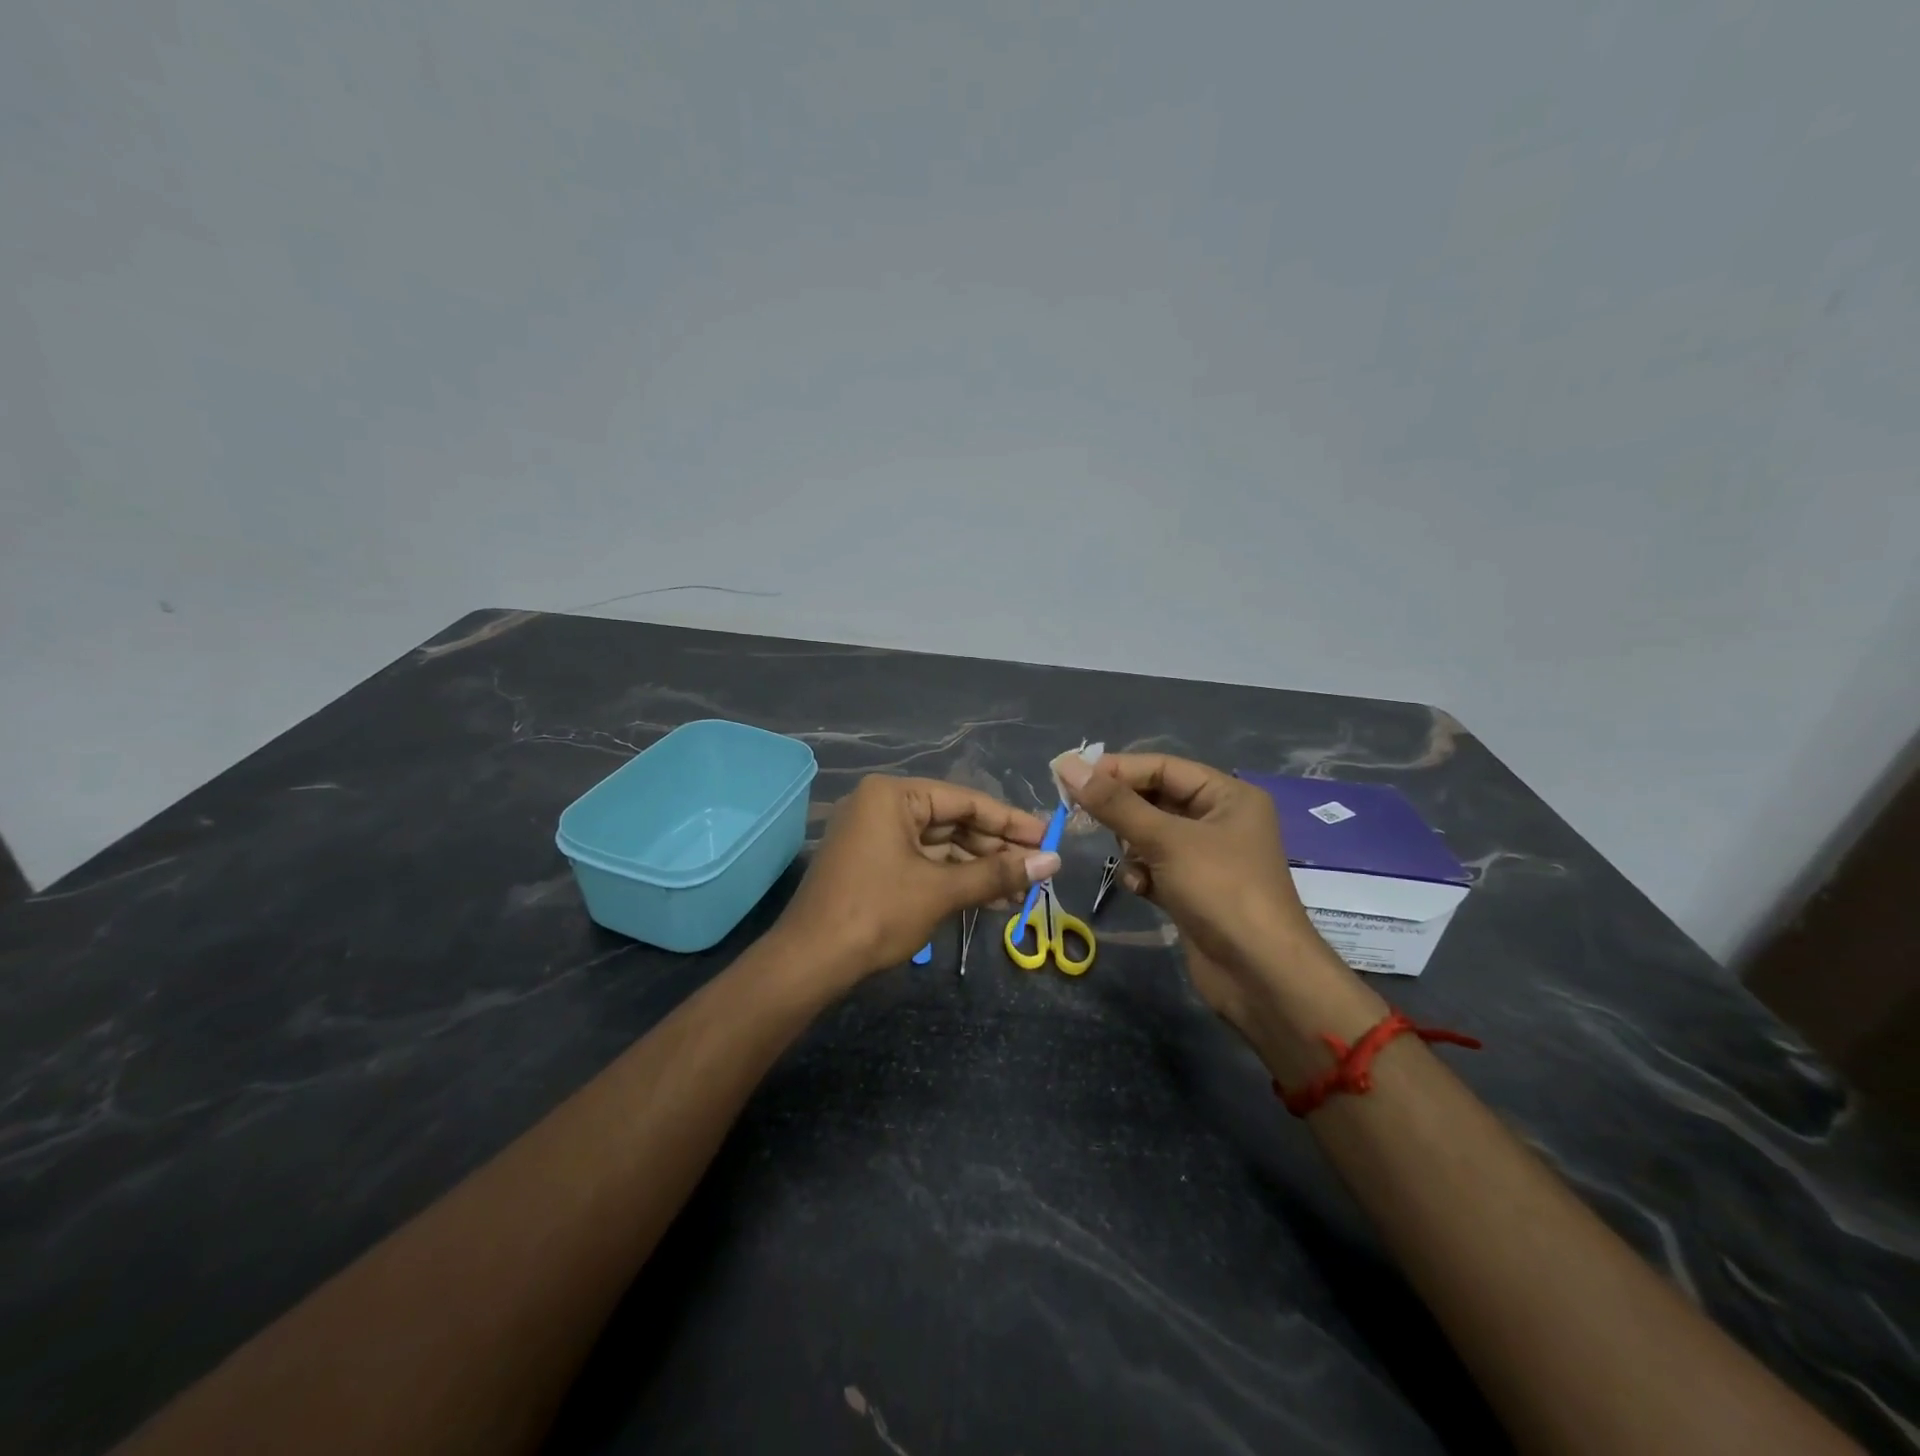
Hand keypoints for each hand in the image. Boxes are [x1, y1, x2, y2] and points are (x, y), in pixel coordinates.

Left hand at [775, 775, 1058, 990]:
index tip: (1048, 836)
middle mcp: (882, 805)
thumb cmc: (877, 913)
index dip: (1010, 822)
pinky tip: (991, 899)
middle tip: (1039, 869)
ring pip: (941, 846)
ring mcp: (875, 835)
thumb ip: (997, 873)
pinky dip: (955, 879)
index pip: (965, 800)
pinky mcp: (873, 863)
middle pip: (953, 822)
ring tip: (1022, 890)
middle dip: (996, 849)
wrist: (811, 961)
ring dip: (979, 868)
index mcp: (893, 795)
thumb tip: (1052, 862)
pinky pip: (923, 863)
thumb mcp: (941, 891)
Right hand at [1054, 752, 1380, 1070]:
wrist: (1260, 975)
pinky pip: (1155, 867)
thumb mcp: (1166, 840)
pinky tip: (1140, 889)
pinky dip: (1142, 874)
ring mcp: (1206, 858)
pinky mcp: (1193, 891)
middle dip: (1122, 810)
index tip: (1071, 777)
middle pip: (1155, 799)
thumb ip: (1115, 803)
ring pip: (1150, 835)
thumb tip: (1067, 765)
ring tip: (1127, 859)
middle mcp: (1219, 820)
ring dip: (1131, 846)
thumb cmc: (1220, 891)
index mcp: (1227, 796)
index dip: (1117, 769)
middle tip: (1079, 814)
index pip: (1163, 767)